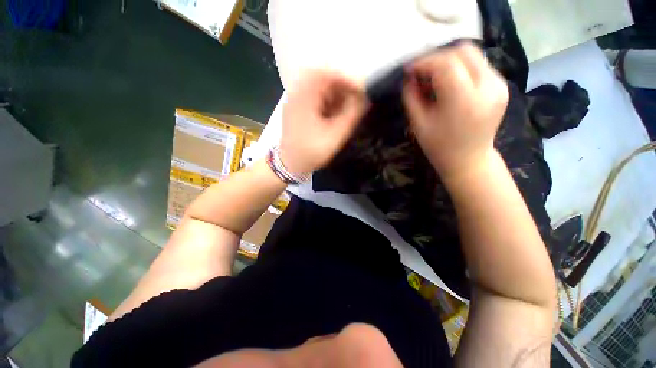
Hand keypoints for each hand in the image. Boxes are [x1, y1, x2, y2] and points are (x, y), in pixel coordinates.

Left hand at [279, 71, 367, 175]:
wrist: (289, 165)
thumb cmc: (311, 152)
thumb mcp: (335, 136)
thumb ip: (351, 116)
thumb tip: (364, 99)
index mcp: (305, 97)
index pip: (327, 75)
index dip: (346, 80)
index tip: (359, 91)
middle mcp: (297, 94)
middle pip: (321, 80)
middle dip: (340, 89)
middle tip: (353, 100)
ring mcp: (294, 102)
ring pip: (317, 90)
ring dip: (333, 96)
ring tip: (345, 109)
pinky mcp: (295, 111)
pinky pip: (312, 99)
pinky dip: (325, 103)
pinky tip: (333, 115)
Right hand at [402, 42, 508, 183]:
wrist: (469, 160)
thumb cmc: (439, 147)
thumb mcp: (418, 125)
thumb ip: (411, 98)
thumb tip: (409, 78)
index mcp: (464, 100)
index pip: (445, 64)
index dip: (424, 62)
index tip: (409, 69)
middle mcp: (487, 87)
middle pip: (463, 51)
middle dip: (437, 57)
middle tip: (421, 72)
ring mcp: (498, 85)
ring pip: (473, 55)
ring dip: (449, 61)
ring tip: (433, 77)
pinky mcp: (501, 87)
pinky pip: (478, 66)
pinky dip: (460, 68)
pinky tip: (449, 83)